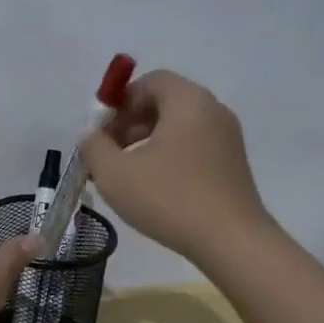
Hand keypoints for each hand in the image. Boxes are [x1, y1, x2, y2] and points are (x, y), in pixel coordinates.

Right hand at [79, 70, 270, 264]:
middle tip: (109, 153)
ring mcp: (228, 138)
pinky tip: (154, 187)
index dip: (120, 101)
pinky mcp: (232, 164)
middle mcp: (213, 110)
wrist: (231, 241)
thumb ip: (94, 146)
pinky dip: (169, 156)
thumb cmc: (169, 199)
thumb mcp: (115, 173)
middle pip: (164, 102)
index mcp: (188, 101)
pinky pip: (194, 146)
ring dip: (147, 142)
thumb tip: (91, 134)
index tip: (102, 132)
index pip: (150, 81)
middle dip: (130, 123)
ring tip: (127, 174)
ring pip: (178, 127)